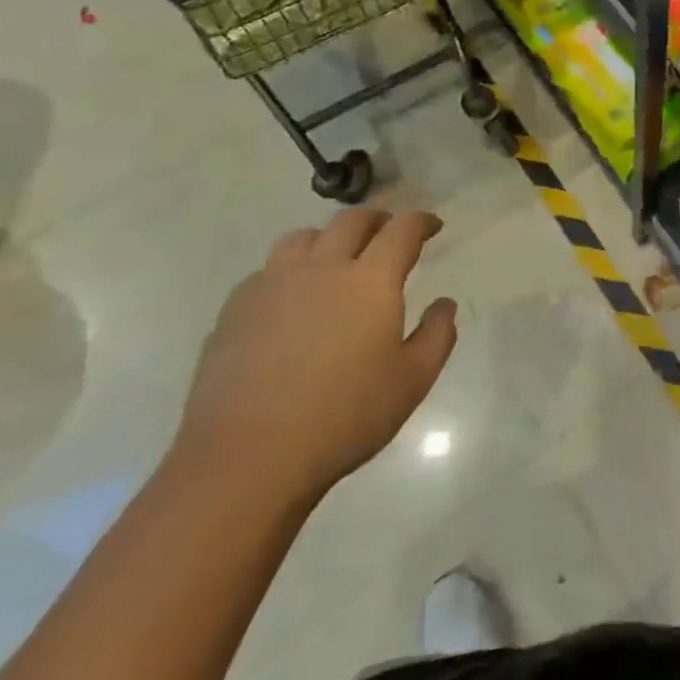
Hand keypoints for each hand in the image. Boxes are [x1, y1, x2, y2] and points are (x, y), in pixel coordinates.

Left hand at [173, 205, 457, 507]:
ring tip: (335, 257)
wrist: (245, 459)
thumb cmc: (343, 417)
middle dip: (377, 220)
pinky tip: (289, 298)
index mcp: (371, 279)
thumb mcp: (412, 382)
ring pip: (303, 237)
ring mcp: (273, 284)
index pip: (403, 229)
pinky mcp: (235, 309)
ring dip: (328, 237)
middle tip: (388, 234)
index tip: (432, 226)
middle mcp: (323, 267)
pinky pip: (267, 270)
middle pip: (351, 221)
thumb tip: (444, 304)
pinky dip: (288, 270)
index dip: (422, 221)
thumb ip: (437, 335)